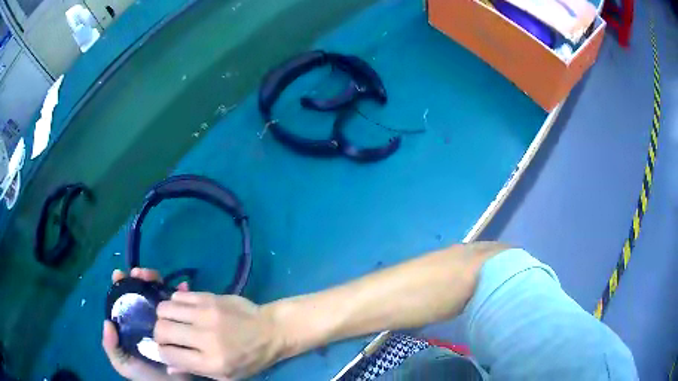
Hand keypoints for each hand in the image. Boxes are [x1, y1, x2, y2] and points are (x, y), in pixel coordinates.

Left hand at [102, 268, 190, 380]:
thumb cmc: (146, 375)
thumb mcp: (124, 364)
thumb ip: (111, 347)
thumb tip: (107, 323)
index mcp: (130, 325)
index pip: (122, 299)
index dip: (120, 284)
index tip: (120, 274)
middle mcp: (145, 319)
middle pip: (141, 292)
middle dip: (140, 278)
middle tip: (140, 273)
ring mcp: (162, 321)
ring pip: (159, 295)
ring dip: (157, 281)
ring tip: (156, 277)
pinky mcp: (180, 326)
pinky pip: (180, 308)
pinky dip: (182, 295)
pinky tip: (183, 287)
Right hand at [155, 292, 285, 379]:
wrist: (271, 330)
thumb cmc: (250, 358)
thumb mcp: (227, 375)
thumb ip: (195, 371)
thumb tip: (167, 367)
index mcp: (212, 362)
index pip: (169, 355)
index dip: (162, 353)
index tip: (164, 350)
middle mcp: (205, 337)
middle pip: (162, 330)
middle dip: (159, 334)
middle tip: (167, 336)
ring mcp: (207, 314)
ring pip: (165, 309)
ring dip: (164, 317)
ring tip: (174, 322)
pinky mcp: (209, 297)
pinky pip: (178, 295)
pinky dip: (175, 303)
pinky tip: (184, 311)